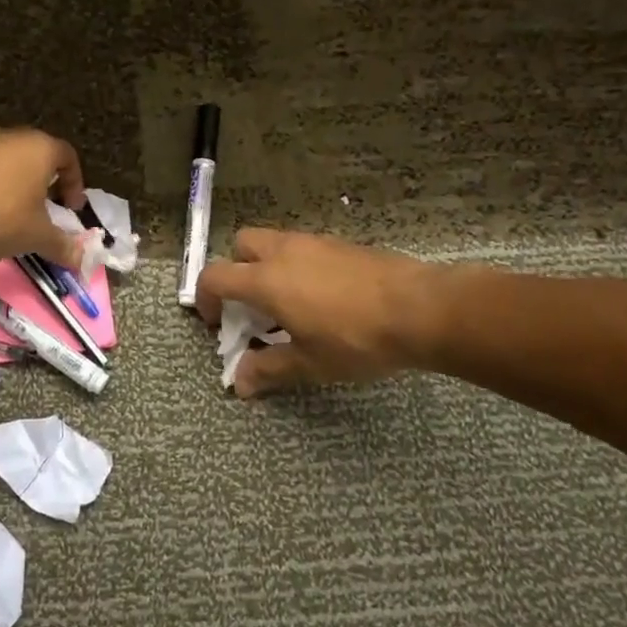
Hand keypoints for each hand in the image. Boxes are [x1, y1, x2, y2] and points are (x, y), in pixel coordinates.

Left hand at [0, 128, 87, 266]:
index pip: (69, 157)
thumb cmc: (1, 218)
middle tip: (50, 210)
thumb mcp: (37, 236)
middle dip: (49, 183)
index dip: (75, 183)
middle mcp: (15, 138)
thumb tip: (82, 261)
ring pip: (14, 162)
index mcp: (41, 148)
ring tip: (20, 214)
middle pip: (41, 156)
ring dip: (22, 184)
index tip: (72, 209)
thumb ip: (63, 246)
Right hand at [195, 229, 446, 397]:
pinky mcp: (342, 244)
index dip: (205, 298)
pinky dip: (298, 266)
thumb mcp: (310, 363)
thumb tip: (239, 383)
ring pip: (275, 243)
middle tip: (252, 305)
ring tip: (289, 305)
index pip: (215, 276)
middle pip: (241, 245)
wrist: (421, 309)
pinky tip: (323, 298)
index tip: (216, 323)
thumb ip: (269, 369)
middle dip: (237, 271)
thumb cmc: (356, 339)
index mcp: (266, 279)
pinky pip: (305, 248)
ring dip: (268, 267)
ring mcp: (315, 243)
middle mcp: (284, 252)